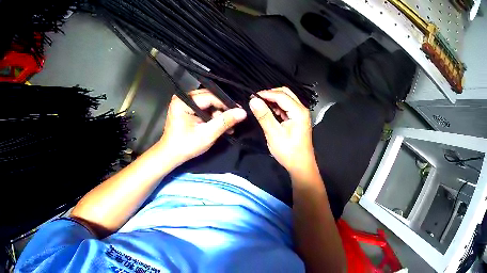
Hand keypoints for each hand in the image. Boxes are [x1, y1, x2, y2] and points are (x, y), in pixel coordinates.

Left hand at [160, 89, 246, 162]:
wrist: (170, 155)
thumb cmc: (186, 146)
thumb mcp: (207, 134)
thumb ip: (225, 121)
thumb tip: (243, 112)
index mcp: (183, 101)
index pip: (210, 97)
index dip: (226, 104)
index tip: (240, 111)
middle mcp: (182, 97)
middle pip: (208, 98)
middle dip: (222, 109)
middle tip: (235, 118)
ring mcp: (183, 102)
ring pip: (207, 102)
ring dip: (218, 113)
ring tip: (228, 125)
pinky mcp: (185, 107)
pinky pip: (202, 107)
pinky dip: (211, 115)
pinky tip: (219, 124)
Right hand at [249, 87, 314, 173]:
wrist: (301, 165)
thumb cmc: (288, 152)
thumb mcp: (273, 134)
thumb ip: (263, 115)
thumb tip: (253, 100)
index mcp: (298, 111)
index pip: (280, 95)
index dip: (265, 94)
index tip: (251, 97)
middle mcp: (302, 109)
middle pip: (285, 93)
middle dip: (270, 94)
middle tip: (256, 100)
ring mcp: (301, 114)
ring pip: (286, 99)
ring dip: (273, 100)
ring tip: (260, 106)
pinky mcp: (298, 119)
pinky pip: (287, 107)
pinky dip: (277, 107)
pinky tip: (268, 112)